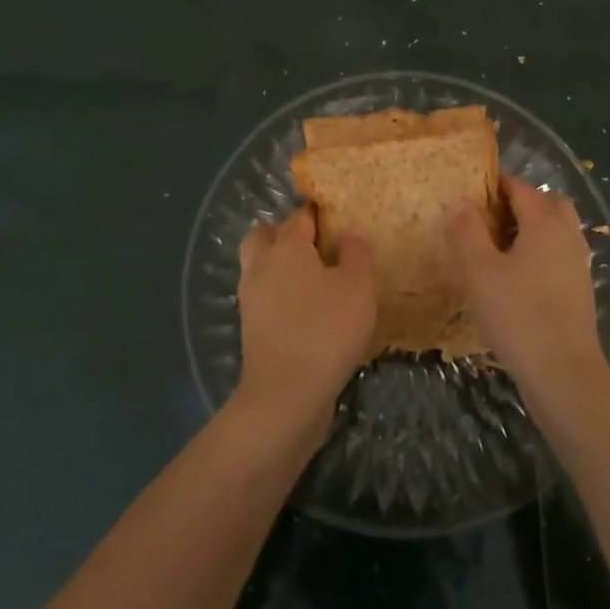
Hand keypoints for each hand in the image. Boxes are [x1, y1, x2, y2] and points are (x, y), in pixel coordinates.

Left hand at [234, 207, 375, 432]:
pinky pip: (265, 300)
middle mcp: (261, 266)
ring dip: (279, 268)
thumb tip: (350, 234)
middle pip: (264, 235)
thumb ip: (357, 254)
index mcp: (286, 247)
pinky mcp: (251, 331)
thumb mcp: (358, 286)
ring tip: (315, 281)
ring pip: (260, 268)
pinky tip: (307, 312)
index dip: (319, 214)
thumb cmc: (326, 329)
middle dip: (283, 234)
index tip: (338, 219)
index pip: (300, 216)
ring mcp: (251, 300)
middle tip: (315, 246)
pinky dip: (280, 298)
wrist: (286, 395)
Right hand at [451, 176, 608, 405]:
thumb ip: (467, 231)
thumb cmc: (518, 315)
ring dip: (532, 229)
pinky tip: (517, 278)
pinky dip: (541, 253)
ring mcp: (578, 264)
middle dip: (521, 202)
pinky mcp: (580, 291)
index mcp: (545, 222)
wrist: (564, 375)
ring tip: (498, 248)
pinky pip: (559, 255)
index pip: (521, 187)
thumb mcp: (479, 271)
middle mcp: (567, 235)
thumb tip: (461, 201)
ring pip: (557, 229)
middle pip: (547, 202)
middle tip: (489, 217)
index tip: (471, 190)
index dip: (496, 184)